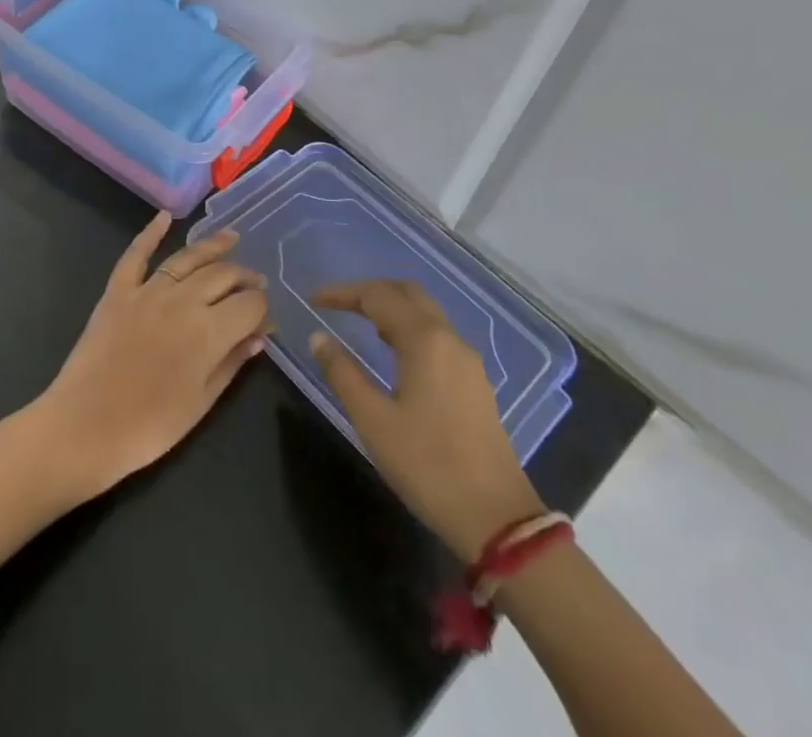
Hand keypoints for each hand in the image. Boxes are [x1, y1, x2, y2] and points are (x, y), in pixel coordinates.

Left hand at [38, 212, 271, 498]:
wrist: (86, 425)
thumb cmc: (150, 426)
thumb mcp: (202, 403)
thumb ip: (232, 363)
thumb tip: (258, 336)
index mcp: (209, 331)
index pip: (250, 304)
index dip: (263, 309)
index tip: (266, 319)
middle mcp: (183, 299)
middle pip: (223, 275)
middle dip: (245, 277)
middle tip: (256, 282)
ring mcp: (148, 290)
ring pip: (188, 258)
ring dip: (213, 245)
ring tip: (231, 237)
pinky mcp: (118, 290)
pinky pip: (136, 254)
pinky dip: (150, 232)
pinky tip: (164, 217)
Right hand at [309, 279, 544, 557]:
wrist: (498, 520)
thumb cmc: (428, 465)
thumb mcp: (373, 420)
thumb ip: (342, 373)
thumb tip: (318, 337)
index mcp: (424, 340)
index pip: (377, 296)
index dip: (342, 293)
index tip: (313, 300)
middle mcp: (450, 339)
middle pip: (407, 293)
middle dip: (369, 291)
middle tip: (337, 303)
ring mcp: (468, 361)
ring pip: (425, 312)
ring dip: (391, 306)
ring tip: (359, 321)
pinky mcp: (475, 382)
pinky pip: (437, 334)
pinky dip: (409, 326)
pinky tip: (393, 350)